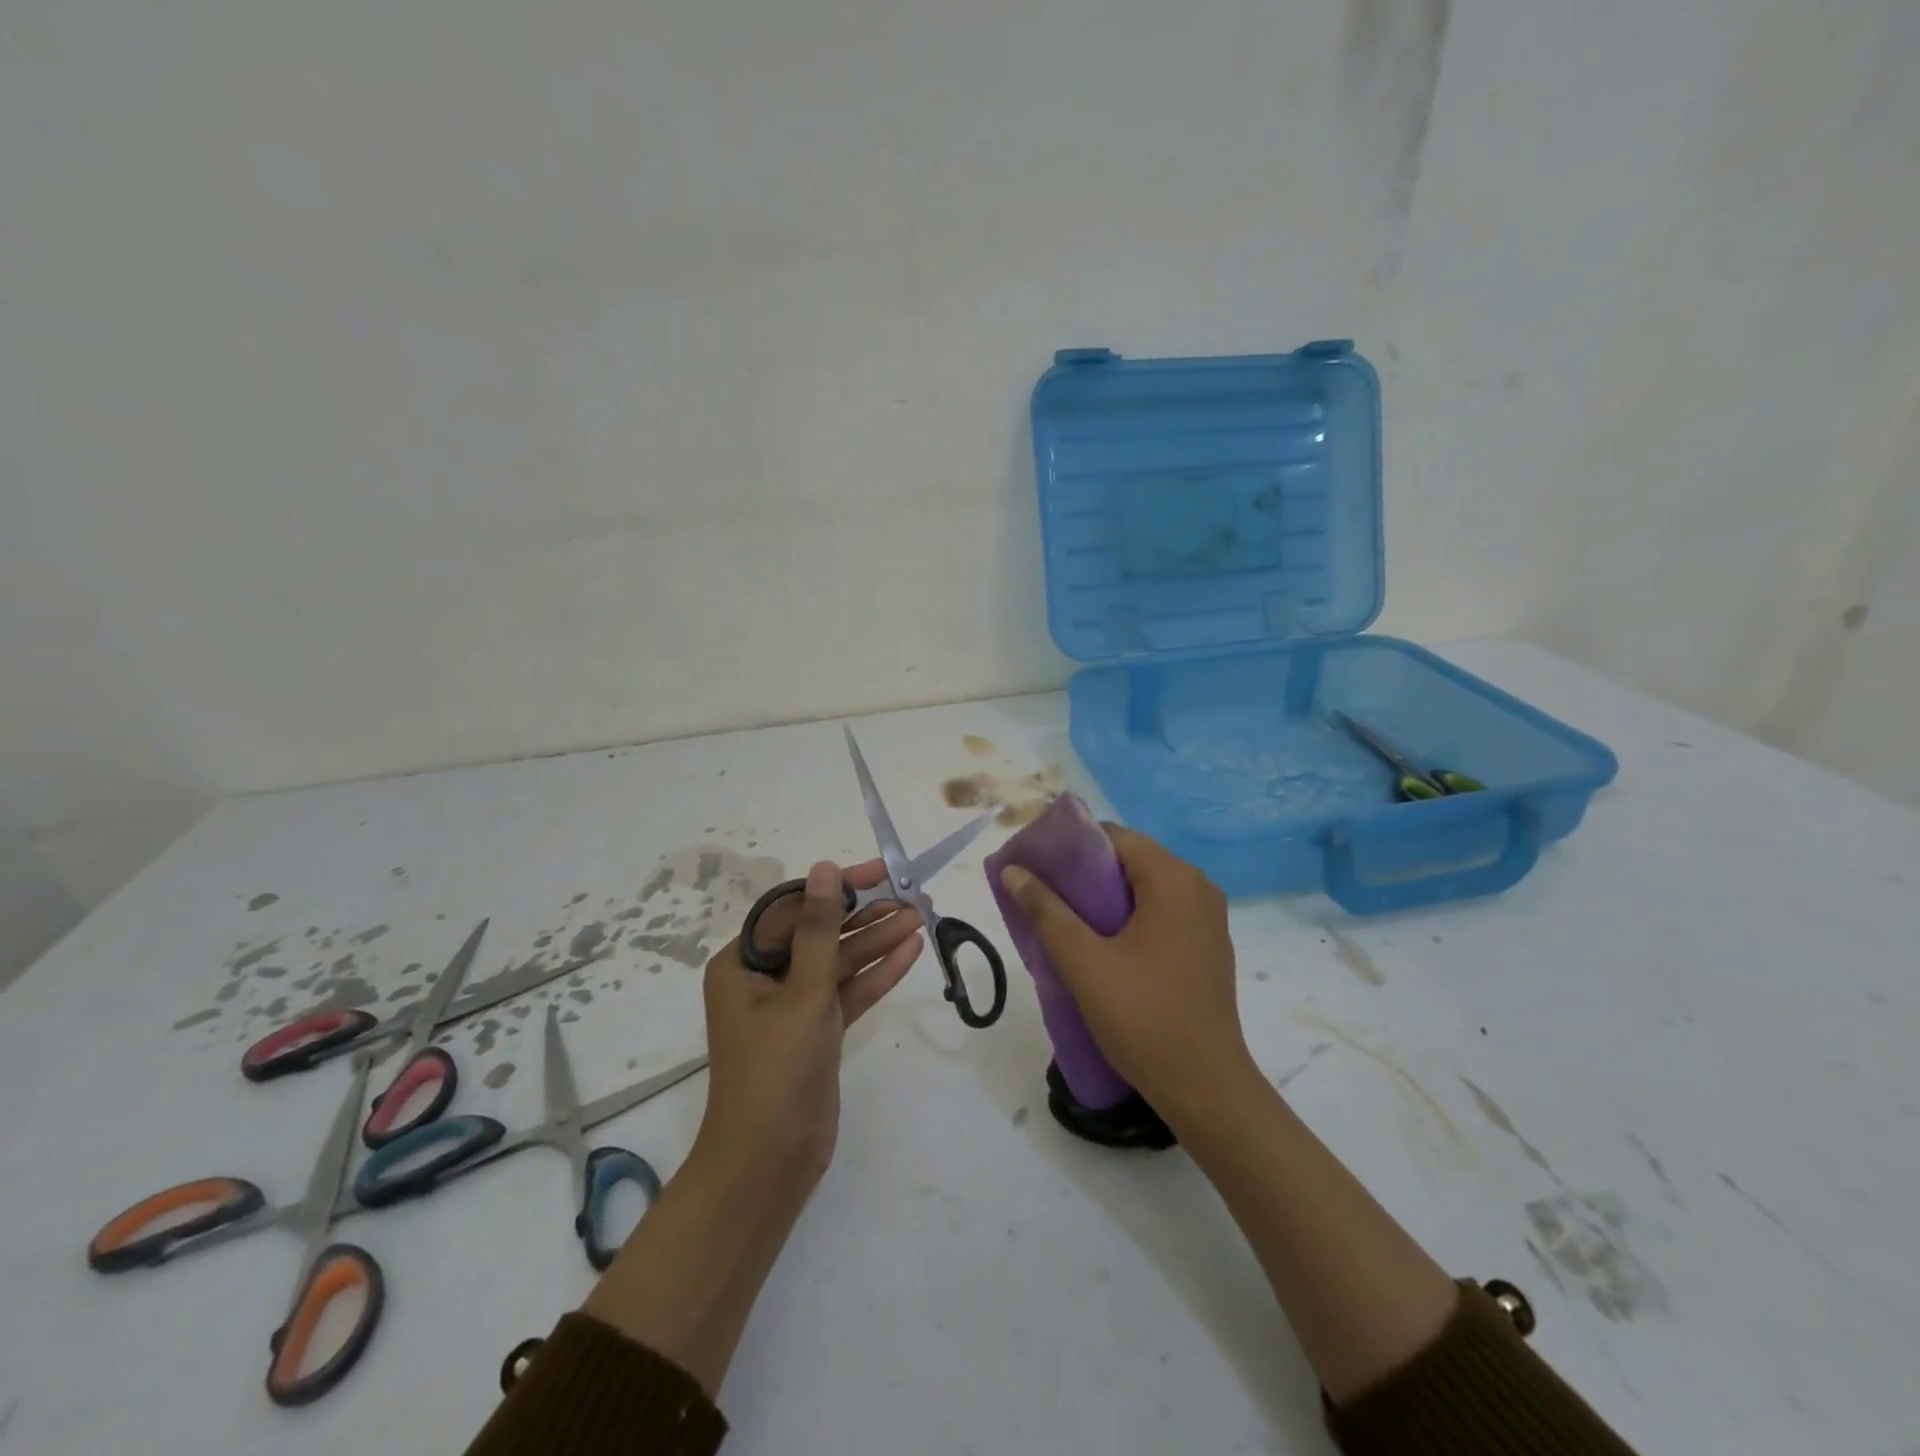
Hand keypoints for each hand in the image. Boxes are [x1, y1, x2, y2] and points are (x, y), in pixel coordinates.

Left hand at [696, 859, 923, 1190]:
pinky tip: (910, 952)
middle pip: (820, 933)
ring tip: (921, 918)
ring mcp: (792, 1006)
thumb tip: (825, 868)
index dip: (838, 886)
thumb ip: (819, 929)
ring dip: (877, 942)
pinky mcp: (817, 1031)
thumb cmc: (776, 1070)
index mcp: (742, 963)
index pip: (794, 909)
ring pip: (839, 962)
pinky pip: (848, 991)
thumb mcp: (803, 992)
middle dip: (866, 915)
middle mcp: (764, 978)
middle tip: (912, 895)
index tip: (880, 871)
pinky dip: (876, 974)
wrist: (770, 1163)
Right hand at [998, 825, 1252, 1122]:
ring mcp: (1208, 918)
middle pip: (1129, 860)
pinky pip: (1160, 912)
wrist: (1207, 1089)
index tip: (1035, 866)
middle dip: (1082, 873)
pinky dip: (1128, 917)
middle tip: (1041, 895)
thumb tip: (1013, 869)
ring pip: (1144, 888)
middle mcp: (1198, 887)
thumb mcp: (1084, 962)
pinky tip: (1100, 945)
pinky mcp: (1207, 945)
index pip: (1113, 837)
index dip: (1070, 846)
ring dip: (1103, 898)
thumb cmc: (1144, 1018)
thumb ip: (1046, 910)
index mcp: (1174, 879)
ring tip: (1062, 920)